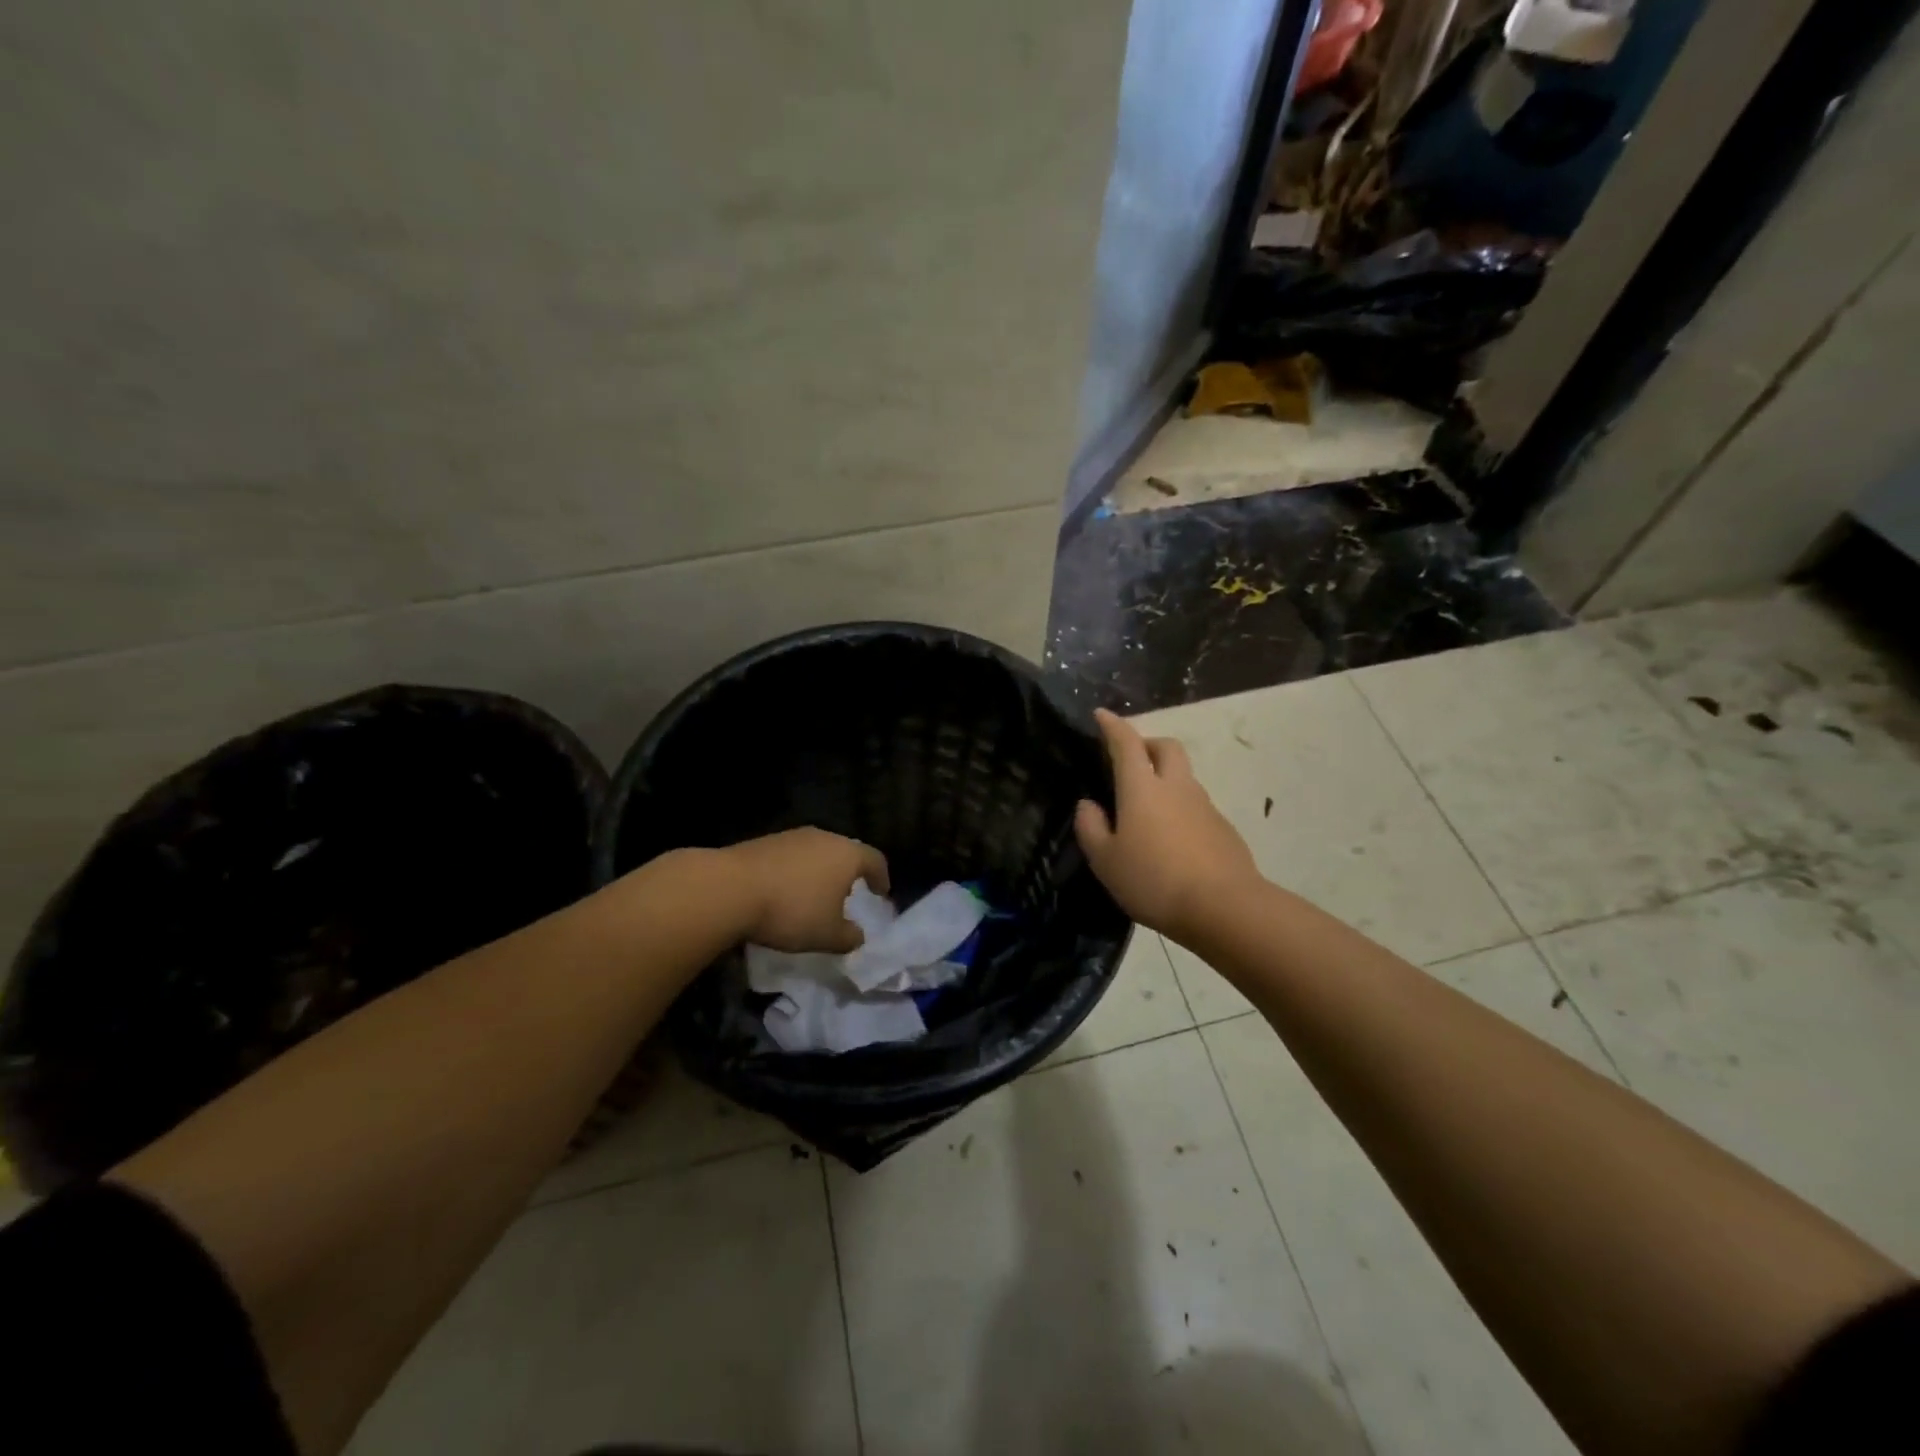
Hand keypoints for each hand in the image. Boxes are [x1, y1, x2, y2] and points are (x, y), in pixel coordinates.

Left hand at [722, 829, 890, 952]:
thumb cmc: (792, 911)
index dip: (881, 877)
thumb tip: (859, 936)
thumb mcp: (828, 936)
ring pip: (816, 852)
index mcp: (847, 855)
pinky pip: (791, 856)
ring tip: (814, 895)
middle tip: (848, 894)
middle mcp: (824, 837)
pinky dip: (795, 872)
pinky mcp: (765, 841)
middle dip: (849, 873)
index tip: (881, 893)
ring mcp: (792, 836)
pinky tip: (784, 892)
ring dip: (819, 871)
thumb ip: (850, 938)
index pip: (875, 860)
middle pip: (845, 852)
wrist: (730, 889)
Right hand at [1075, 708, 1260, 942]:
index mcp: (1143, 788)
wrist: (1224, 908)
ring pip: (1184, 777)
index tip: (1102, 715)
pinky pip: (1197, 807)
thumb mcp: (1105, 861)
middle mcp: (1176, 787)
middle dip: (1148, 744)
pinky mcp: (1224, 829)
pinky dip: (1181, 811)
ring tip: (1147, 812)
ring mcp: (1205, 806)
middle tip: (1131, 761)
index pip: (1126, 743)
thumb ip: (1091, 828)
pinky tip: (1172, 842)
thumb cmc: (1154, 880)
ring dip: (1166, 780)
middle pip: (1166, 747)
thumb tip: (1088, 805)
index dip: (1113, 726)